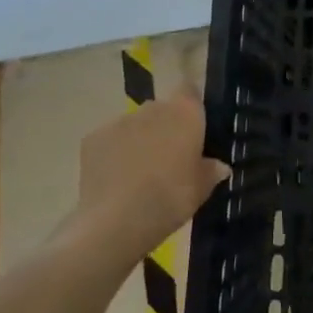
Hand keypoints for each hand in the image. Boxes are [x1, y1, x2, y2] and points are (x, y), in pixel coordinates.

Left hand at [63, 92, 230, 264]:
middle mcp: (153, 108)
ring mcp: (120, 121)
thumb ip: (211, 171)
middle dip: (165, 127)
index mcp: (185, 113)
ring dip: (139, 139)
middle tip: (168, 158)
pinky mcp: (93, 138)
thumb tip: (220, 166)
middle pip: (161, 109)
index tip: (193, 128)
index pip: (190, 90)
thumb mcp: (201, 189)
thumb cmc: (171, 199)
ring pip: (134, 125)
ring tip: (139, 172)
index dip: (191, 106)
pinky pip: (110, 140)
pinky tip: (115, 179)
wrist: (117, 222)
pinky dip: (114, 153)